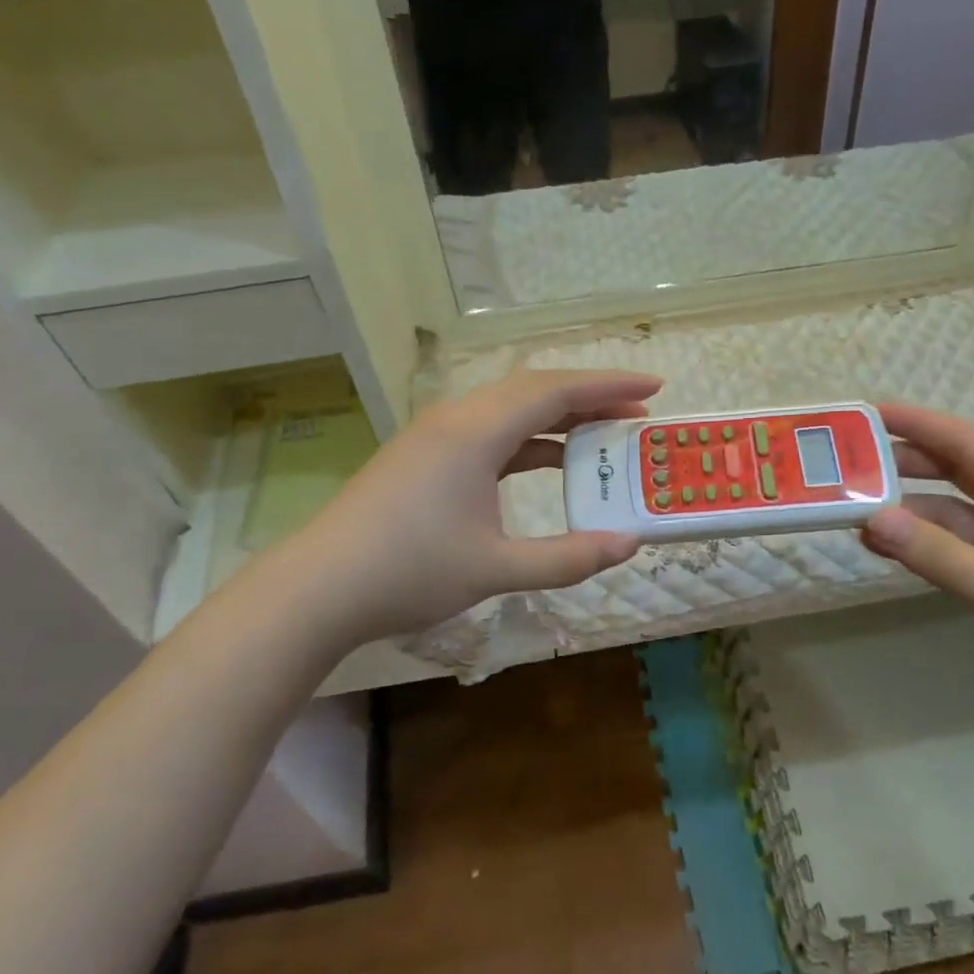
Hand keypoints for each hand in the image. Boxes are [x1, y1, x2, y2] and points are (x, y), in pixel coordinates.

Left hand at [297, 370, 660, 642]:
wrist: (318, 589)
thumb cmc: (408, 572)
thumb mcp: (496, 568)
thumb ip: (568, 557)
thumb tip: (629, 545)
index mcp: (476, 431)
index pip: (556, 390)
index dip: (610, 385)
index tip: (655, 386)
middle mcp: (457, 419)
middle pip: (535, 390)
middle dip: (590, 397)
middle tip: (638, 412)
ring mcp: (436, 436)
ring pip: (510, 409)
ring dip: (558, 418)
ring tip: (603, 435)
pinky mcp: (425, 456)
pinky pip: (490, 432)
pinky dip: (527, 441)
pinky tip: (548, 462)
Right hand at [861, 403, 973, 762]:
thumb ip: (937, 553)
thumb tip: (872, 518)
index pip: (969, 444)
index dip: (919, 424)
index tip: (869, 413)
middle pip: (959, 475)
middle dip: (908, 465)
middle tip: (851, 464)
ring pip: (956, 519)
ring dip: (911, 515)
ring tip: (856, 514)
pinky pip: (962, 556)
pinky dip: (927, 550)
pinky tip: (892, 552)